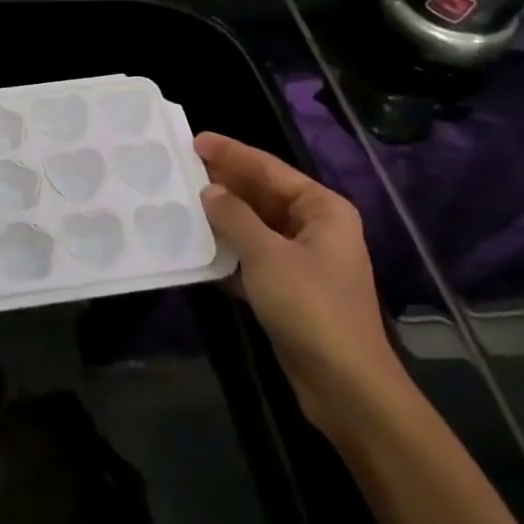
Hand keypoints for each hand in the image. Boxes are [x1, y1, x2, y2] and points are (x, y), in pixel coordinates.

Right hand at [194, 133, 409, 438]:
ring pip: (253, 226)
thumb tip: (208, 191)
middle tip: (180, 169)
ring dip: (221, 217)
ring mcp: (301, 259)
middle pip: (262, 195)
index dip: (231, 153)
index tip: (194, 140)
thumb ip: (234, 217)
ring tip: (180, 201)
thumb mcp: (266, 255)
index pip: (269, 169)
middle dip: (224, 183)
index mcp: (321, 209)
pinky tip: (194, 245)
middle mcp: (314, 228)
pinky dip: (226, 251)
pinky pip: (250, 257)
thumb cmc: (310, 307)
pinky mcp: (287, 288)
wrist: (343, 383)